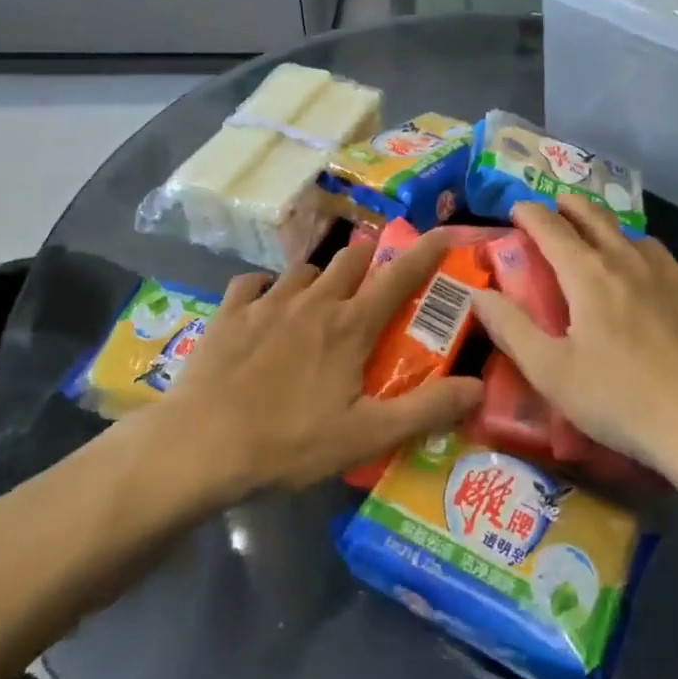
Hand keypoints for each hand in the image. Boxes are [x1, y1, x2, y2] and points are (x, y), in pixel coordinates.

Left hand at [155, 232, 483, 494]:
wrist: (200, 446)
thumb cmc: (289, 442)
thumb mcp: (366, 436)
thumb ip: (425, 409)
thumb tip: (478, 385)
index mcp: (350, 326)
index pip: (400, 277)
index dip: (426, 252)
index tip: (445, 232)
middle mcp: (314, 301)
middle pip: (351, 259)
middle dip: (369, 260)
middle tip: (373, 282)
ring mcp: (268, 302)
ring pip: (305, 268)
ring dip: (320, 276)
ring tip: (320, 298)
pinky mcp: (229, 312)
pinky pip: (252, 283)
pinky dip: (265, 288)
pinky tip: (263, 304)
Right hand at [472, 197, 677, 466]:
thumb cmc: (620, 398)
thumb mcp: (551, 372)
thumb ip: (510, 328)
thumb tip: (479, 293)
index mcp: (589, 274)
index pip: (551, 227)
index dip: (529, 213)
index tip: (516, 209)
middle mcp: (630, 260)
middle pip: (596, 217)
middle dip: (571, 206)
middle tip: (558, 205)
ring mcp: (674, 275)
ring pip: (638, 239)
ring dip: (615, 235)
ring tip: (609, 249)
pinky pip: (674, 271)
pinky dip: (656, 272)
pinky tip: (661, 295)